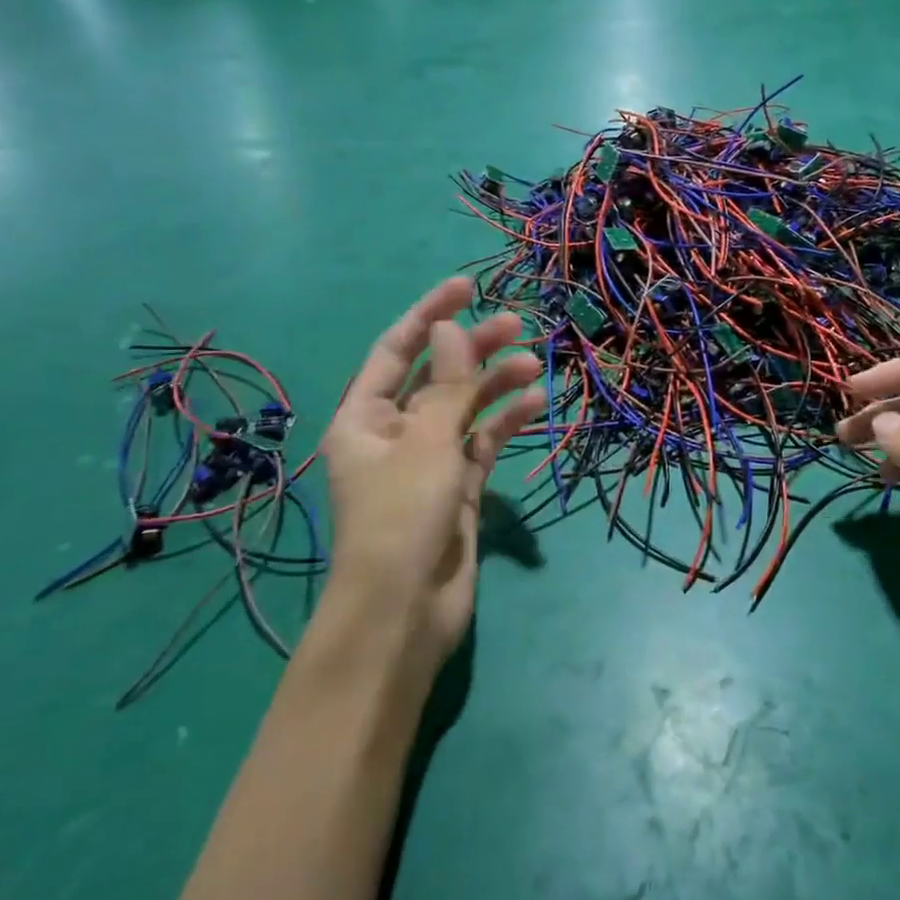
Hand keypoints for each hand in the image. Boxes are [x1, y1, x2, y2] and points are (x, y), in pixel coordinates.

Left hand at [318, 277, 544, 677]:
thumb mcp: (425, 442)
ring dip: (496, 384)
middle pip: (437, 376)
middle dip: (474, 348)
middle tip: (517, 324)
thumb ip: (447, 384)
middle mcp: (393, 433)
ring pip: (465, 408)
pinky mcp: (457, 487)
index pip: (398, 350)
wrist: (405, 613)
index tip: (468, 287)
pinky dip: (506, 422)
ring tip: (535, 362)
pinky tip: (535, 403)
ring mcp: (427, 461)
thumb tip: (449, 328)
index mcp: (364, 417)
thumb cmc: (402, 517)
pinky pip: (483, 442)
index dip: (430, 314)